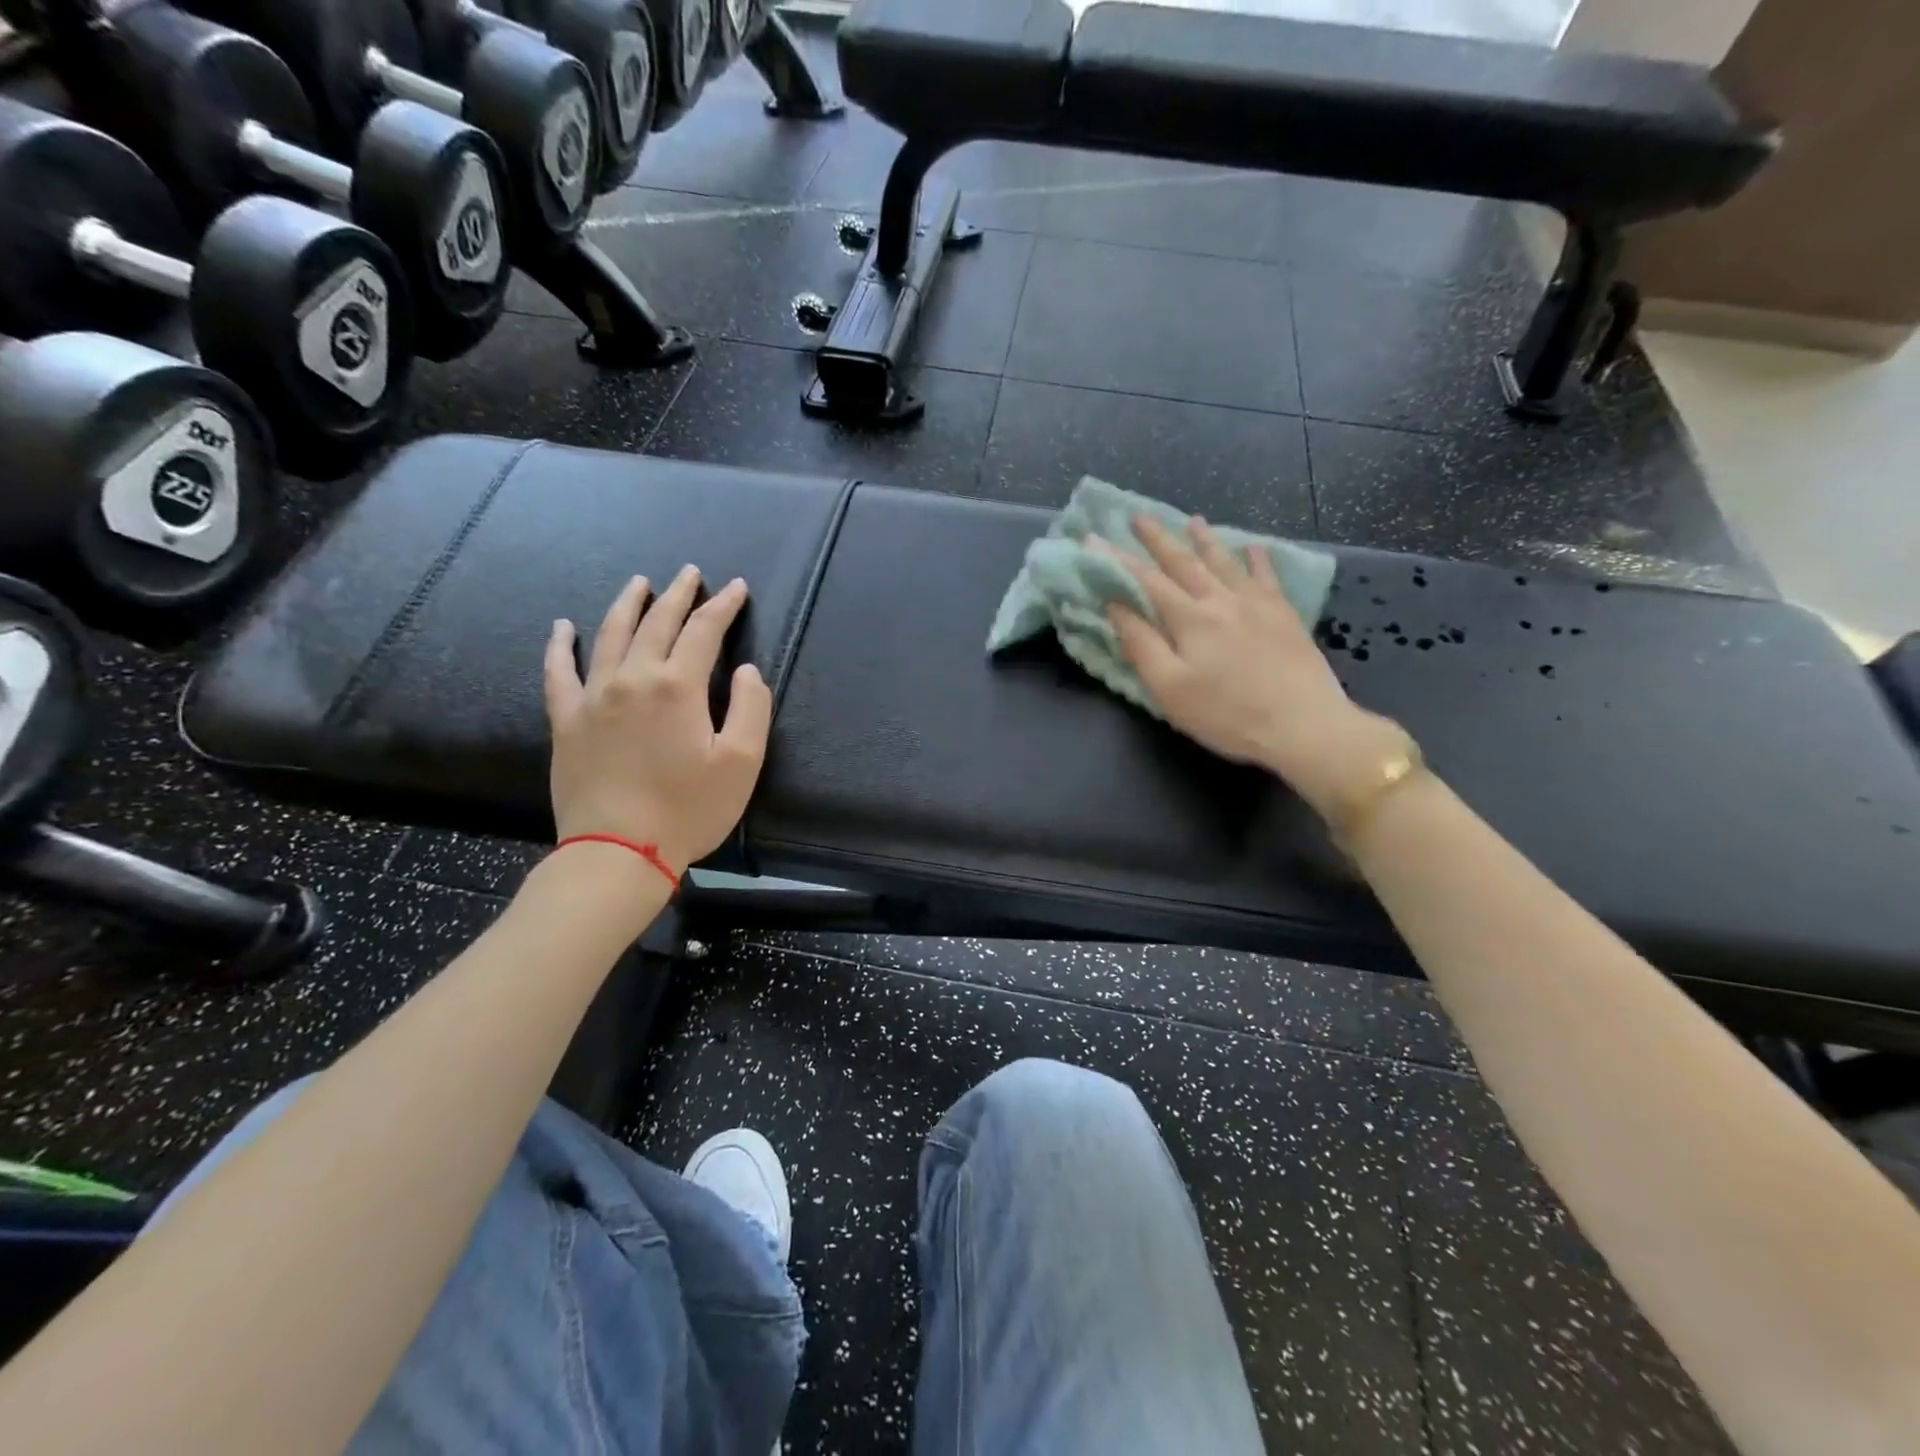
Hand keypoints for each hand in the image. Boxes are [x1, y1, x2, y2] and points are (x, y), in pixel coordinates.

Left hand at [544, 569, 772, 874]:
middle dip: (679, 594)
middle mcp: (633, 678)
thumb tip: (747, 671)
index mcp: (678, 687)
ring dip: (628, 604)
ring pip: (610, 634)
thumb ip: (752, 708)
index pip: (704, 632)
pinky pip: (559, 672)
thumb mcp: (742, 763)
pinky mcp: (566, 720)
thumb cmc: (689, 809)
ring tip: (640, 582)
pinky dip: (560, 645)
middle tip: (691, 573)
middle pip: (657, 623)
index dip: (723, 606)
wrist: (618, 852)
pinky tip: (563, 627)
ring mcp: (593, 696)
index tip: (736, 588)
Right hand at [1102, 515, 1408, 817]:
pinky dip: (1257, 559)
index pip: (1146, 580)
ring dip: (1205, 540)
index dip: (1118, 560)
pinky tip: (1253, 548)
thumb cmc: (1227, 714)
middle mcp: (1221, 600)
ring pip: (1224, 562)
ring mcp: (1257, 604)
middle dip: (1158, 539)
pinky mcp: (1284, 615)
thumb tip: (1116, 606)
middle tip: (1139, 516)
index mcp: (1190, 618)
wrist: (1303, 725)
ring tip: (1193, 520)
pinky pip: (1267, 576)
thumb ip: (1141, 644)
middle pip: (1184, 562)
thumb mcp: (1170, 688)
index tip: (1094, 539)